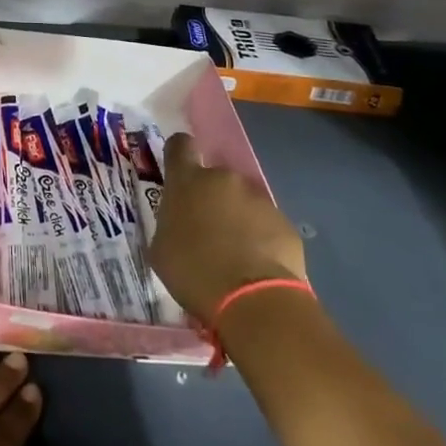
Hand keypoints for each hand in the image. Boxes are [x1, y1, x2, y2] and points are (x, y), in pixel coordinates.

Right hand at [149, 131, 308, 322]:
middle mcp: (223, 179)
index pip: (180, 145)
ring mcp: (257, 198)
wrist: (253, 300)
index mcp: (187, 180)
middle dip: (210, 198)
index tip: (179, 173)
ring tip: (236, 254)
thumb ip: (169, 223)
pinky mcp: (284, 222)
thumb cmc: (194, 272)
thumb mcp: (161, 249)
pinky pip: (266, 223)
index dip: (179, 155)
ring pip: (242, 201)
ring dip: (237, 218)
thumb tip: (178, 222)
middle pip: (214, 178)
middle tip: (207, 231)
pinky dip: (261, 238)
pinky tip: (257, 266)